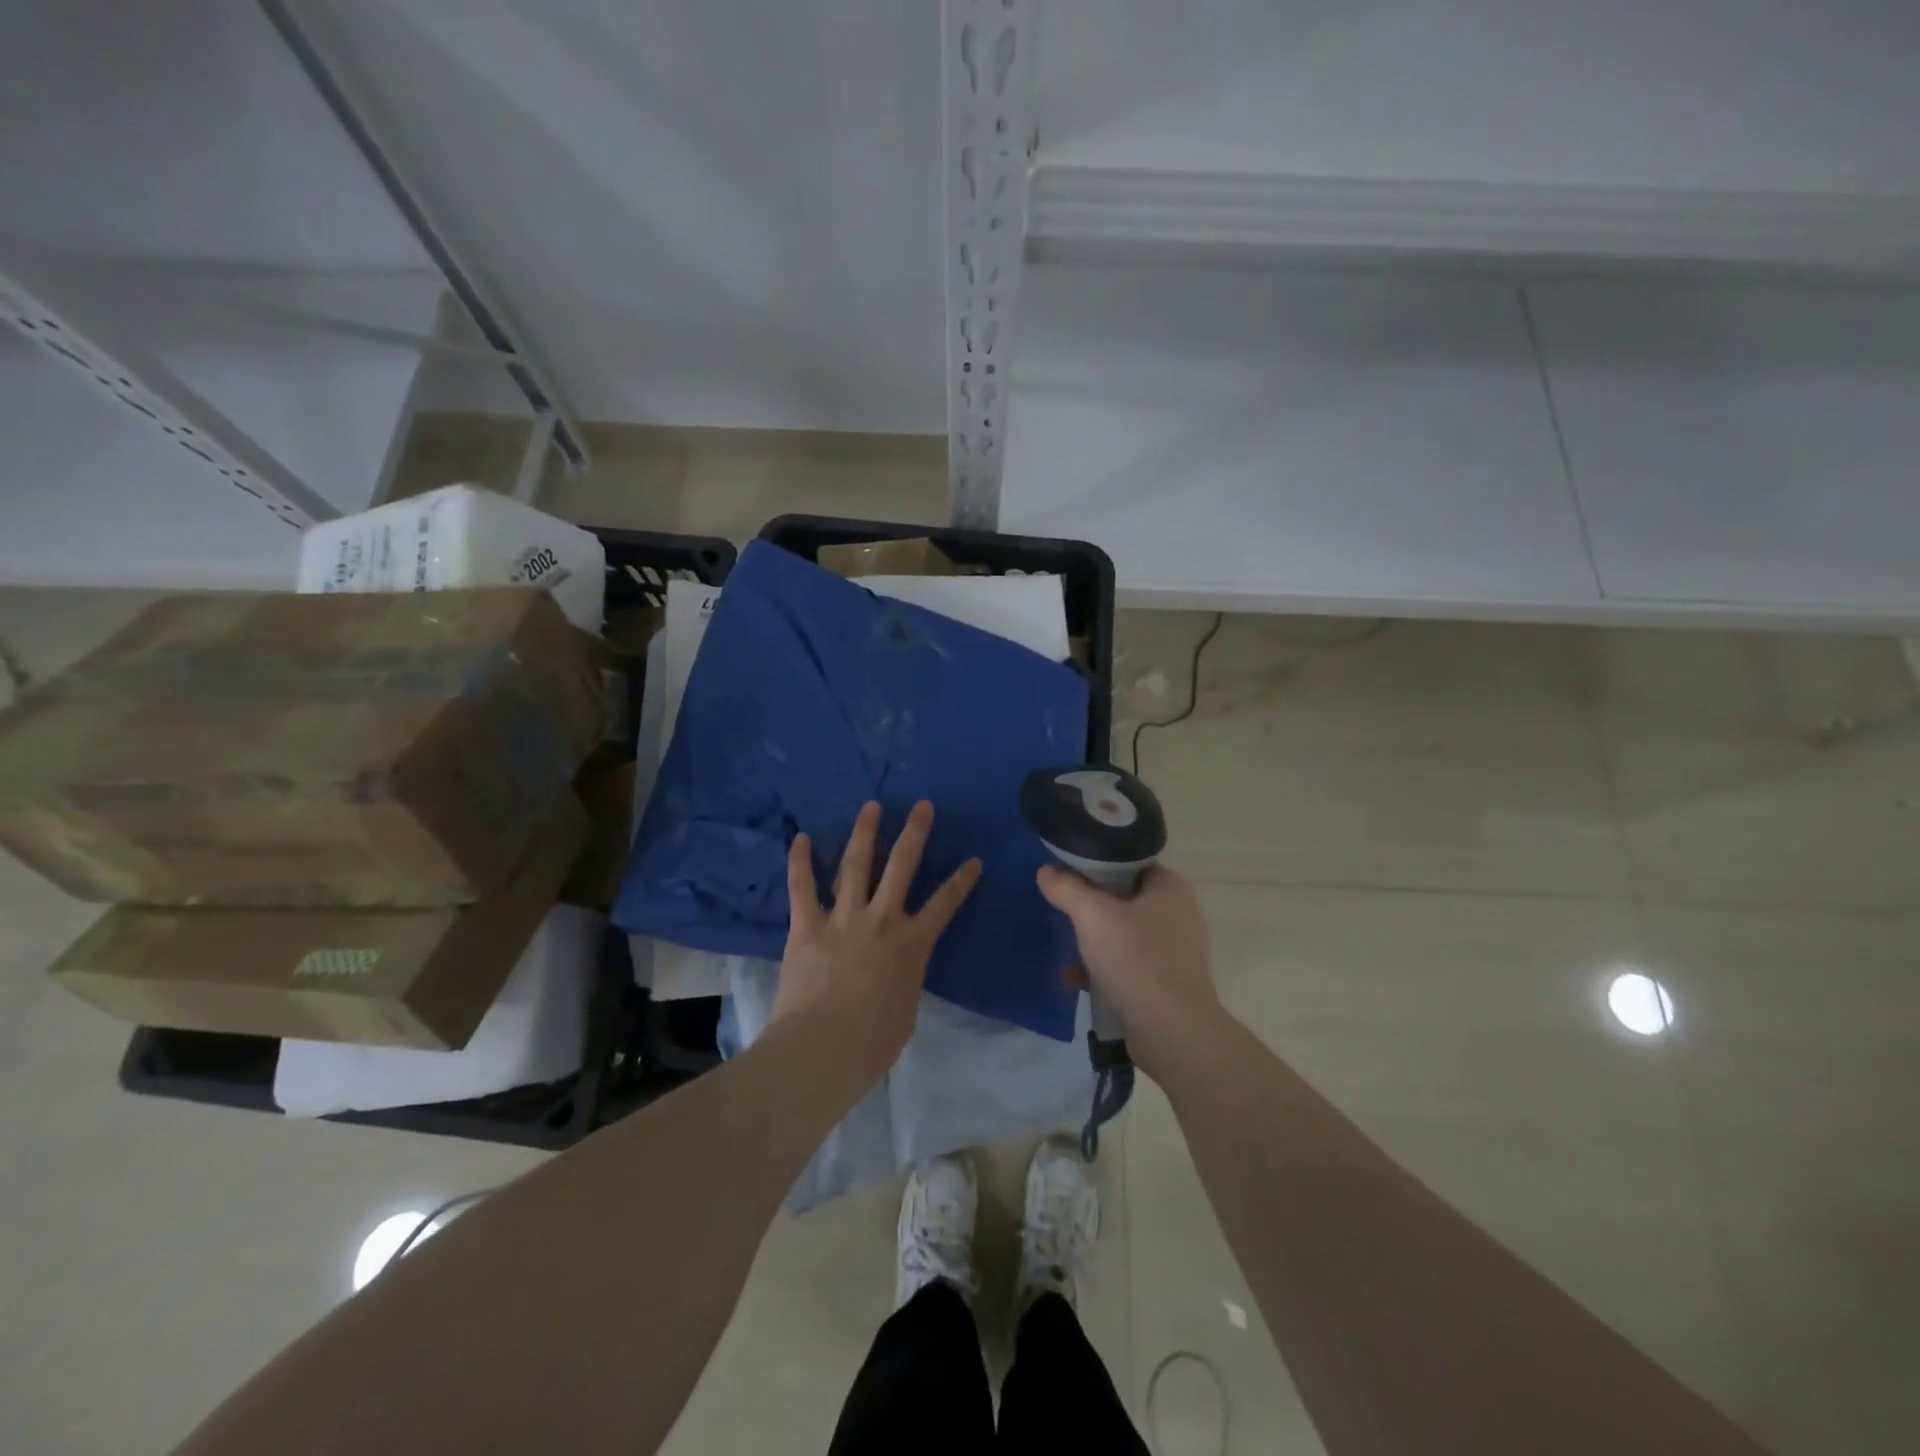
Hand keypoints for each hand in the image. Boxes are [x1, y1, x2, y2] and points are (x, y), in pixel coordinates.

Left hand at [774, 801, 981, 1077]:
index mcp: (912, 944)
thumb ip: (903, 979)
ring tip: (870, 806)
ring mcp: (842, 918)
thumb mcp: (905, 1009)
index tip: (974, 859)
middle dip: (915, 832)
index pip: (945, 904)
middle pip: (902, 866)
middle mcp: (881, 920)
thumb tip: (896, 972)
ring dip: (864, 832)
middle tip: (922, 805)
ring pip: (855, 864)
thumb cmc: (872, 1042)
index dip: (962, 880)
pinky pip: (802, 887)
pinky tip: (801, 837)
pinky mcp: (806, 926)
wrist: (822, 1049)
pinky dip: (800, 861)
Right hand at [1036, 864, 1222, 1075]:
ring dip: (1092, 940)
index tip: (1065, 872)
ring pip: (1122, 933)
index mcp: (1170, 888)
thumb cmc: (1137, 962)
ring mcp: (1174, 951)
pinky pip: (1127, 964)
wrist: (1174, 1034)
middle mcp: (1177, 913)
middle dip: (1090, 907)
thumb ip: (1067, 889)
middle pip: (1123, 897)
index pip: (1128, 862)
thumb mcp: (1093, 917)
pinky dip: (1102, 968)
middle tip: (1062, 909)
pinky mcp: (1165, 982)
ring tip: (1065, 948)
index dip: (1095, 864)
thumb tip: (1046, 871)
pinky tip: (1075, 978)